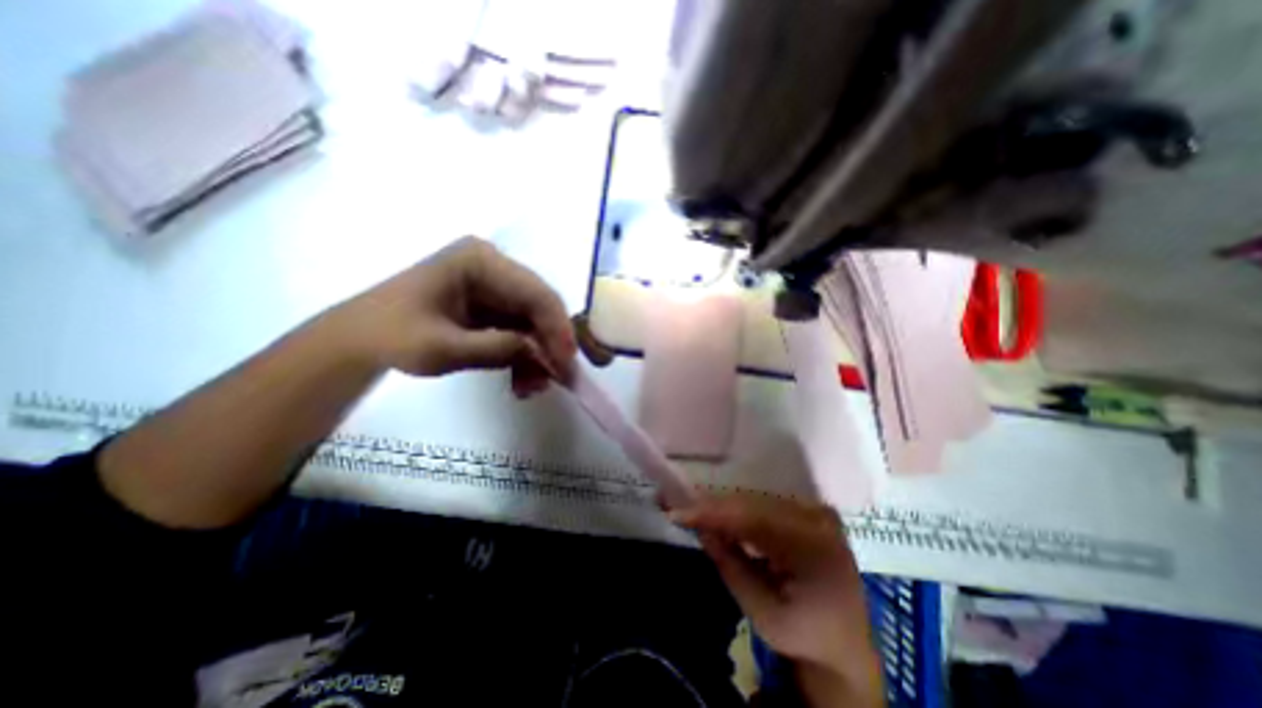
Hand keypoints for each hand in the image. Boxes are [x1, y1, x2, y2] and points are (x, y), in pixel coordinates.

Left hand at [327, 235, 578, 390]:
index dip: (557, 328)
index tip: (568, 362)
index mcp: (479, 261)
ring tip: (533, 388)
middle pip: (539, 306)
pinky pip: (519, 330)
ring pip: (532, 321)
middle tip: (559, 378)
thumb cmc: (390, 337)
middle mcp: (493, 267)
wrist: (356, 342)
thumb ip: (500, 348)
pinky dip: (523, 355)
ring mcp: (493, 286)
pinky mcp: (491, 306)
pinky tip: (522, 381)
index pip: (535, 292)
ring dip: (537, 355)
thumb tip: (544, 355)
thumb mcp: (445, 347)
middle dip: (549, 344)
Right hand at [674, 494, 880, 699]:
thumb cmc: (805, 636)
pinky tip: (717, 514)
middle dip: (712, 505)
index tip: (678, 512)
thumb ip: (730, 565)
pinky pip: (765, 505)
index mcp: (814, 549)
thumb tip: (699, 527)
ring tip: (691, 508)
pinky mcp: (809, 511)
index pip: (753, 520)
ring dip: (722, 506)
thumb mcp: (763, 614)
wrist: (845, 645)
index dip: (712, 512)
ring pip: (757, 501)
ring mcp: (815, 512)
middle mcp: (818, 520)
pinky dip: (739, 511)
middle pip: (753, 505)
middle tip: (677, 505)